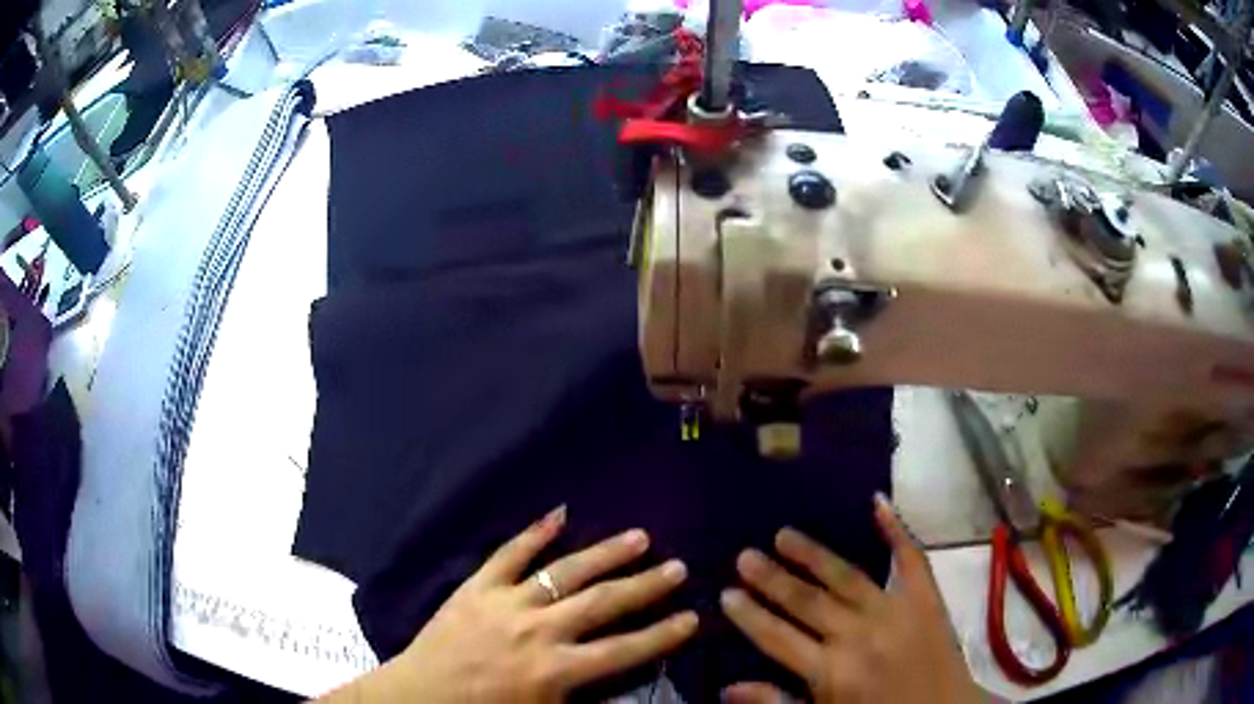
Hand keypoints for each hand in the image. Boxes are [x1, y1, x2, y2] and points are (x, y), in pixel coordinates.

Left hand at [326, 506, 696, 702]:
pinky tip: (560, 512)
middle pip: (603, 603)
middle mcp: (538, 631)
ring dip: (605, 553)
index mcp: (555, 670)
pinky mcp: (478, 587)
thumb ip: (586, 701)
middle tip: (679, 567)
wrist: (421, 695)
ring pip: (565, 572)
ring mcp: (506, 602)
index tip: (693, 618)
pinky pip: (509, 554)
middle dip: (646, 586)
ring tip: (640, 536)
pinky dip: (535, 533)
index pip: (624, 651)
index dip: (662, 635)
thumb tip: (626, 690)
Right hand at [720, 494, 981, 703]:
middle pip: (807, 601)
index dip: (749, 616)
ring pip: (847, 576)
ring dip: (813, 554)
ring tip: (783, 534)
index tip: (725, 593)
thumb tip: (727, 687)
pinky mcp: (927, 599)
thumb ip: (776, 703)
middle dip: (772, 579)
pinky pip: (911, 559)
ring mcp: (897, 611)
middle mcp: (860, 636)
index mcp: (832, 672)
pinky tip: (877, 501)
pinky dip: (896, 529)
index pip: (778, 637)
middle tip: (744, 555)